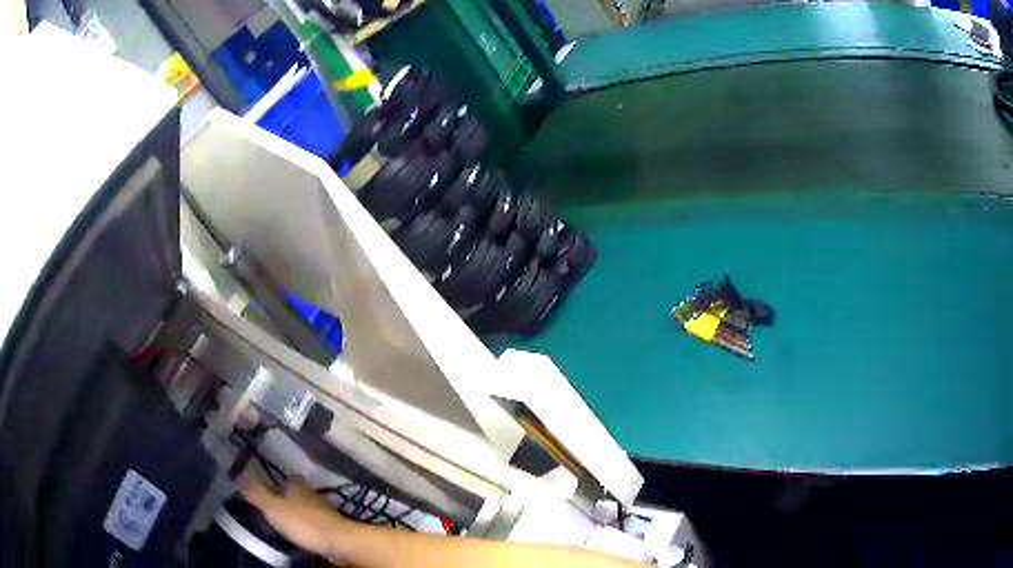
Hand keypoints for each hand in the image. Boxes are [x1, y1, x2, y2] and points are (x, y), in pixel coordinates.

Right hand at [241, 476, 349, 556]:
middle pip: (296, 494)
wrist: (339, 543)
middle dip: (285, 500)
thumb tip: (237, 474)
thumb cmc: (303, 523)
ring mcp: (323, 512)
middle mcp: (311, 494)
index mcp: (297, 485)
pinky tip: (297, 536)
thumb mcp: (273, 507)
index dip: (275, 483)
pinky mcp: (331, 528)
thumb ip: (255, 492)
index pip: (286, 478)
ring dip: (295, 515)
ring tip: (280, 525)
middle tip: (269, 510)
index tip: (264, 491)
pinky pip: (313, 525)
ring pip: (305, 509)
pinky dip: (305, 528)